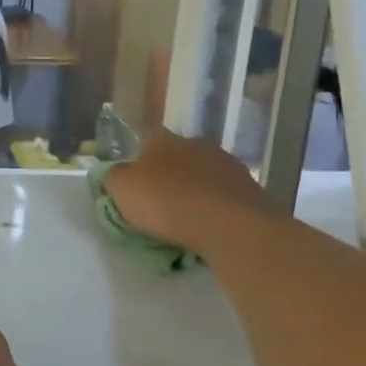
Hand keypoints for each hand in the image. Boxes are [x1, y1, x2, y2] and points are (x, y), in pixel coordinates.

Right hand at [105, 127, 268, 250]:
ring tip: (189, 221)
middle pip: (177, 158)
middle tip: (162, 206)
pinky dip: (217, 208)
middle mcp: (196, 143)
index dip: (139, 165)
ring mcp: (227, 163)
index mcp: (162, 139)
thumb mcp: (121, 189)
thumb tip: (120, 173)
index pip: (146, 143)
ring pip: (204, 176)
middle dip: (170, 177)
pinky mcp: (251, 187)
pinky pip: (225, 196)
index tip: (137, 189)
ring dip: (196, 192)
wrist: (227, 223)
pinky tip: (211, 226)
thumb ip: (115, 176)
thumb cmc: (165, 201)